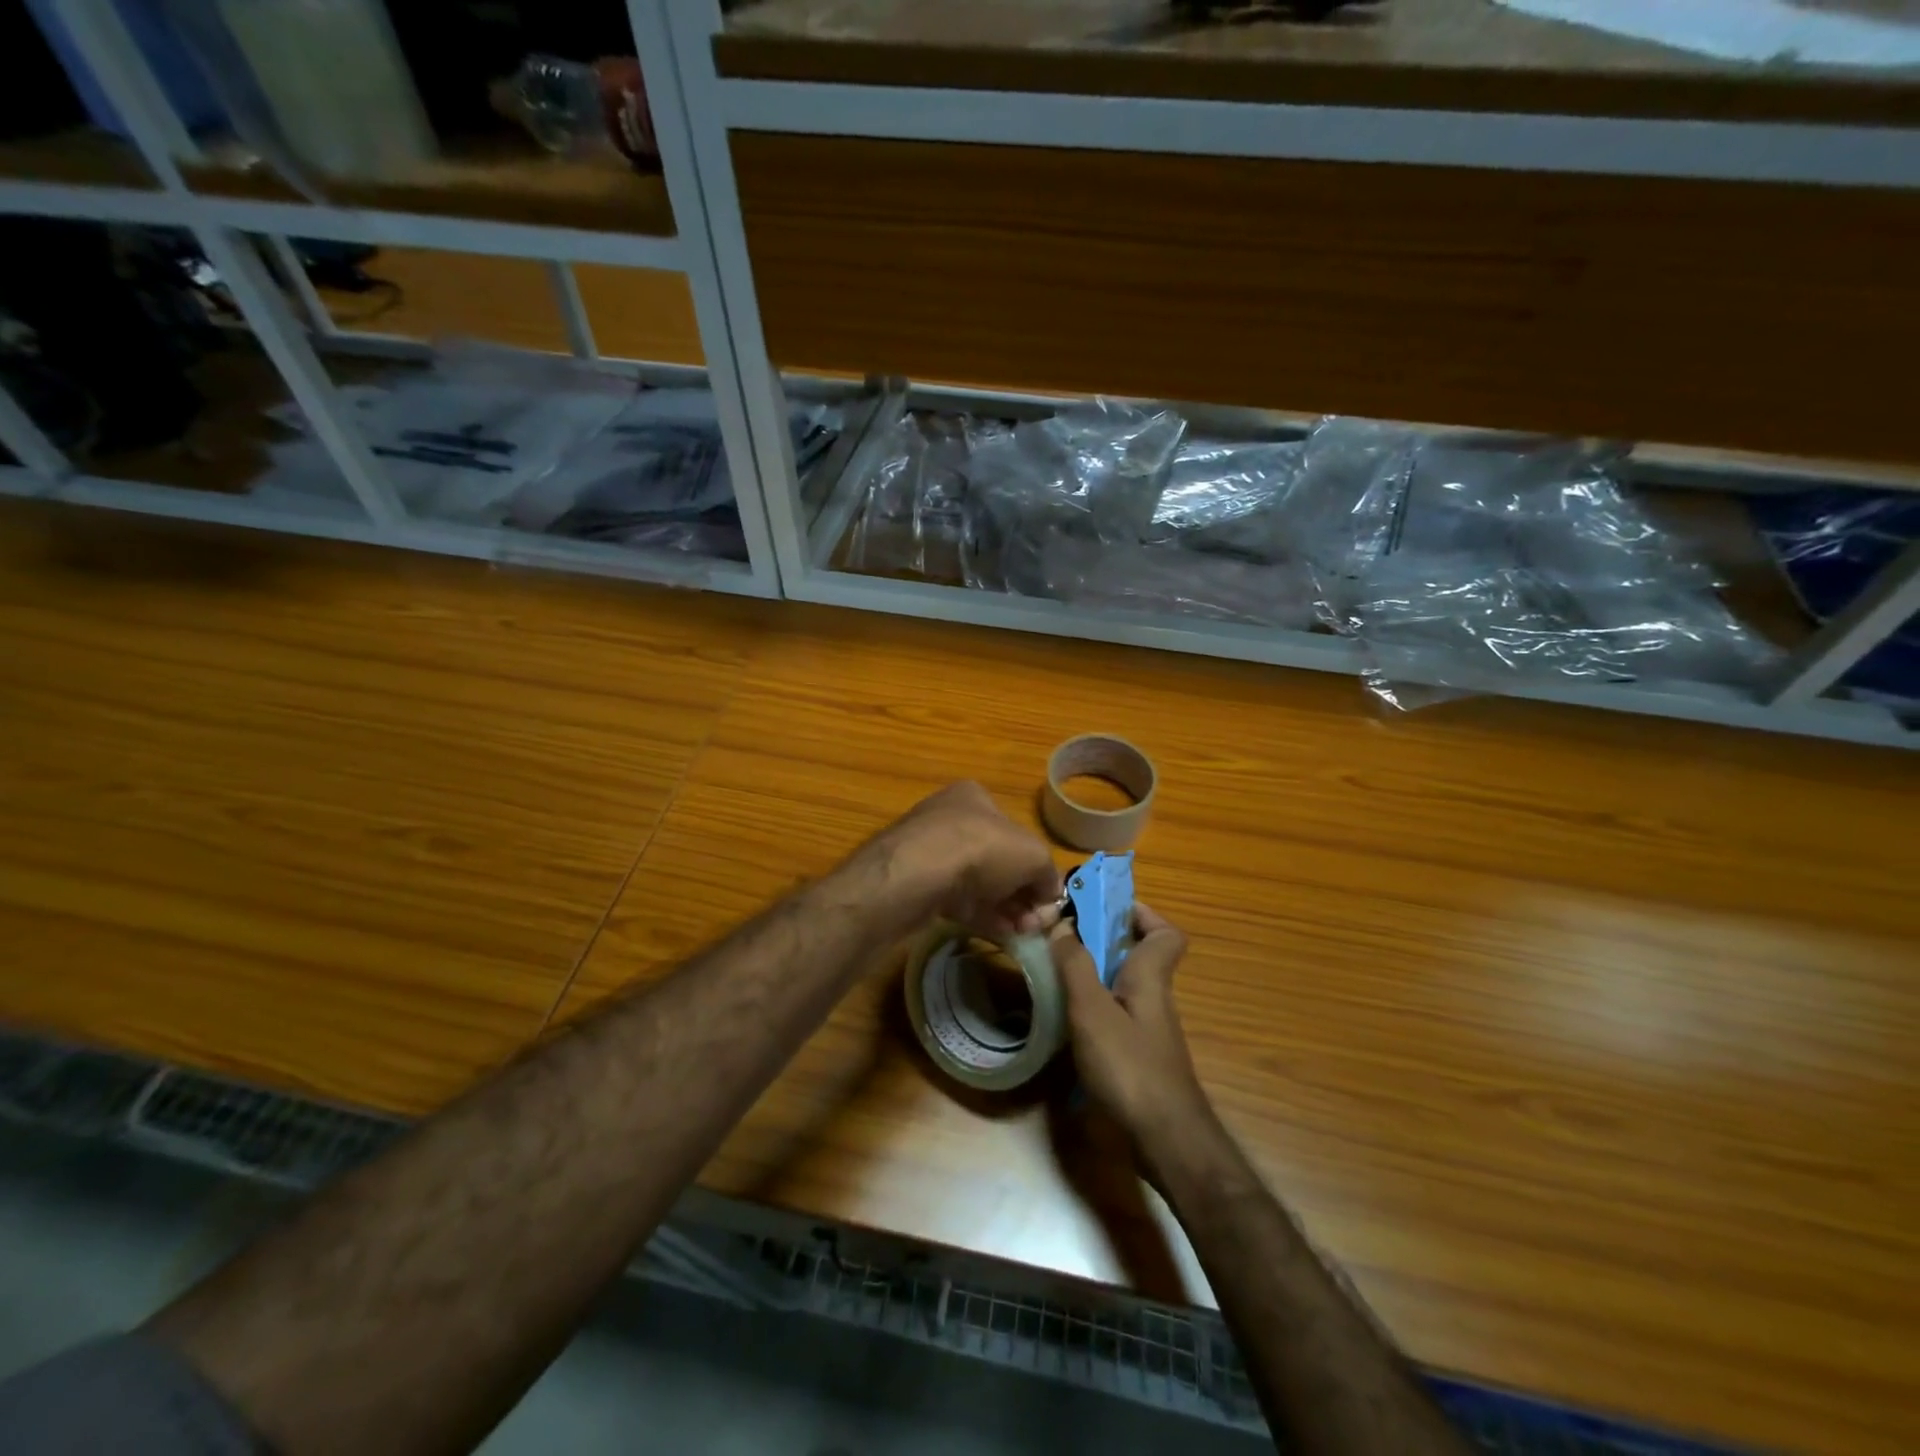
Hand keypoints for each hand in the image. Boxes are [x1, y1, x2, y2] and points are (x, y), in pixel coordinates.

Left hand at [870, 781, 1061, 940]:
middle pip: (997, 860)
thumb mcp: (1033, 855)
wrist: (915, 875)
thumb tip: (1049, 893)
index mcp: (975, 798)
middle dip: (1020, 892)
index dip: (1035, 865)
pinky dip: (980, 916)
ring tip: (1022, 933)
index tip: (1046, 897)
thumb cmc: (980, 848)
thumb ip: (1047, 873)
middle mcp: (949, 819)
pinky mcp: (916, 884)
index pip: (1014, 831)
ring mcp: (929, 852)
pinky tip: (999, 934)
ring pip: (977, 883)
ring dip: (1004, 908)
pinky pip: (955, 901)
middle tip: (1034, 922)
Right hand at [1053, 903, 1214, 1154]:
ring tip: (1053, 972)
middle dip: (1102, 941)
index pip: (1165, 933)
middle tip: (1063, 938)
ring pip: (1122, 987)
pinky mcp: (1136, 1057)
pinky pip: (1113, 1016)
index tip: (1101, 908)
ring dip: (1092, 975)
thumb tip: (1062, 923)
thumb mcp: (1092, 1009)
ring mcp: (1146, 1030)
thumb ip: (1075, 964)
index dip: (1140, 914)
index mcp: (1150, 976)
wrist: (1165, 1141)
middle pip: (1137, 956)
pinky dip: (1091, 1010)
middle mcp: (1152, 997)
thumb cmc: (1129, 1066)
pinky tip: (1063, 1021)